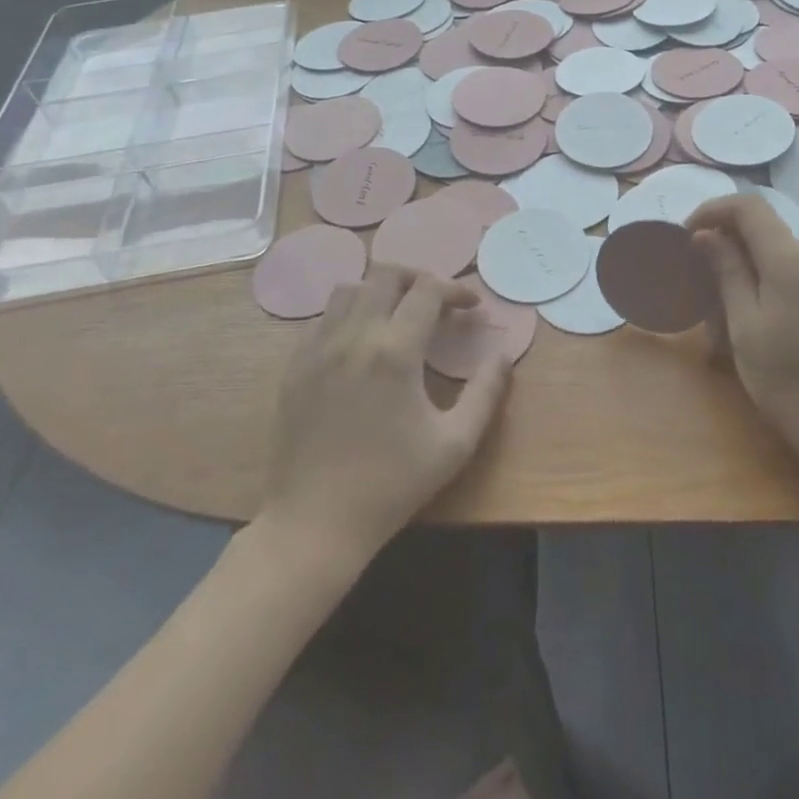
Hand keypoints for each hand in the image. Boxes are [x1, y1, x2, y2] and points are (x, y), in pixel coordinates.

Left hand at [252, 265, 511, 560]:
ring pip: (349, 289)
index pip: (428, 290)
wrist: (314, 524)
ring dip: (379, 291)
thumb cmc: (392, 485)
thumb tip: (503, 354)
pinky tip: (360, 343)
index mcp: (395, 351)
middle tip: (436, 302)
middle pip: (385, 274)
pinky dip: (347, 314)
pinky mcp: (294, 366)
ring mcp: (317, 349)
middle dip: (417, 278)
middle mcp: (353, 337)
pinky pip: (321, 318)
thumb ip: (485, 392)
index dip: (455, 289)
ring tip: (397, 315)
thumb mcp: (454, 444)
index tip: (471, 307)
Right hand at [686, 195, 798, 483]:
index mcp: (791, 260)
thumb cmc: (789, 382)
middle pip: (762, 227)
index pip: (748, 206)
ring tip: (723, 310)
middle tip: (699, 281)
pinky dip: (765, 279)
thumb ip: (727, 271)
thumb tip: (705, 234)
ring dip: (744, 266)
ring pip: (775, 250)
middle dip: (725, 244)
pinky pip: (792, 269)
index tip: (686, 235)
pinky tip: (754, 318)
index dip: (712, 210)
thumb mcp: (745, 327)